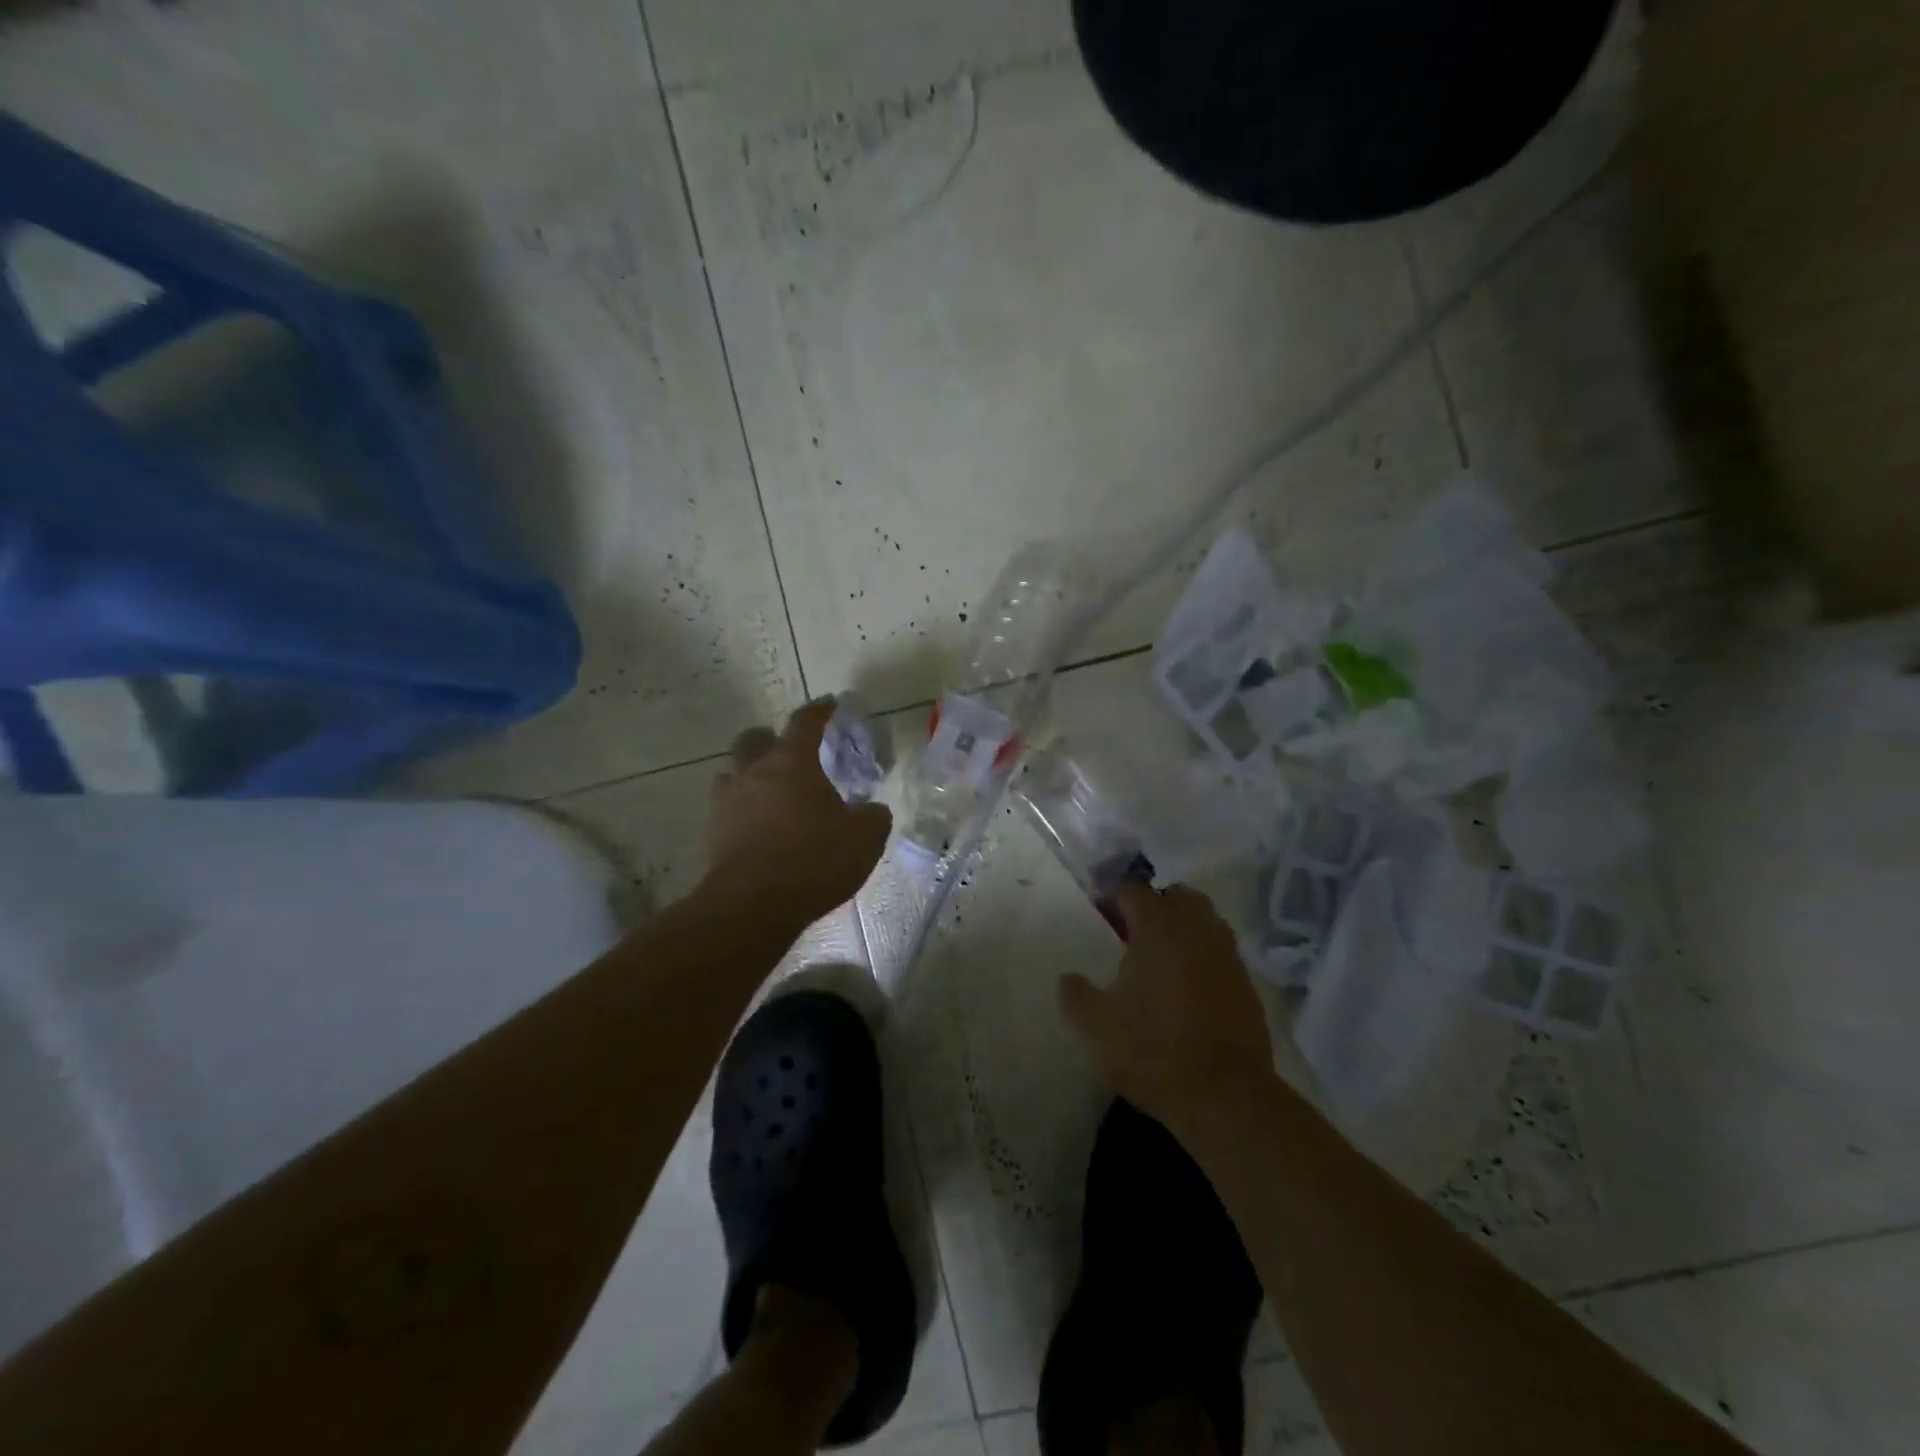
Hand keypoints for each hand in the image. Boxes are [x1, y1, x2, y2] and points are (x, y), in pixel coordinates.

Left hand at [705, 700, 892, 928]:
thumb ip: (873, 817)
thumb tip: (873, 810)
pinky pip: (726, 810)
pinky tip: (759, 829)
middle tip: (790, 752)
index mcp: (792, 762)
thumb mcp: (864, 838)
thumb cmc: (814, 859)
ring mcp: (727, 802)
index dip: (820, 711)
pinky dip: (742, 811)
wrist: (753, 905)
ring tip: (771, 793)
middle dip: (771, 739)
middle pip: (754, 739)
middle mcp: (754, 773)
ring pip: (732, 773)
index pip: (805, 722)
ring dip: (750, 775)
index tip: (830, 705)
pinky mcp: (713, 834)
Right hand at [1060, 882, 1273, 1130]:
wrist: (1225, 1095)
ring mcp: (1227, 955)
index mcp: (1157, 926)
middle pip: (1176, 895)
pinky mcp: (1247, 984)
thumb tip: (1069, 978)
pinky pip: (1220, 953)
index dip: (1113, 896)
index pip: (1133, 889)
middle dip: (1155, 903)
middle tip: (1132, 930)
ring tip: (1160, 956)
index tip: (1100, 913)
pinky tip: (1187, 986)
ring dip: (1183, 927)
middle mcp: (1196, 929)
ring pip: (1204, 920)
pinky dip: (1203, 956)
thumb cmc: (1152, 1050)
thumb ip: (1075, 995)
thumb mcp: (1094, 1026)